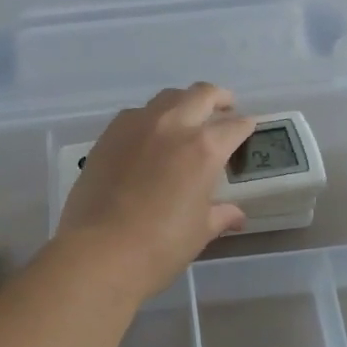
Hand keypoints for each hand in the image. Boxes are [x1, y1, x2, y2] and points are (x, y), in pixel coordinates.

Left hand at [58, 84, 256, 299]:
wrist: (98, 252)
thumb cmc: (159, 247)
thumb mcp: (199, 232)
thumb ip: (220, 215)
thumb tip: (236, 214)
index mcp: (204, 148)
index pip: (234, 126)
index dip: (245, 126)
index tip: (247, 128)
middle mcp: (173, 126)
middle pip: (202, 94)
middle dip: (218, 98)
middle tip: (224, 107)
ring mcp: (138, 125)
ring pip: (168, 97)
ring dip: (184, 102)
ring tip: (187, 117)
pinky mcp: (109, 134)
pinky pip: (136, 114)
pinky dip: (151, 118)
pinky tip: (149, 136)